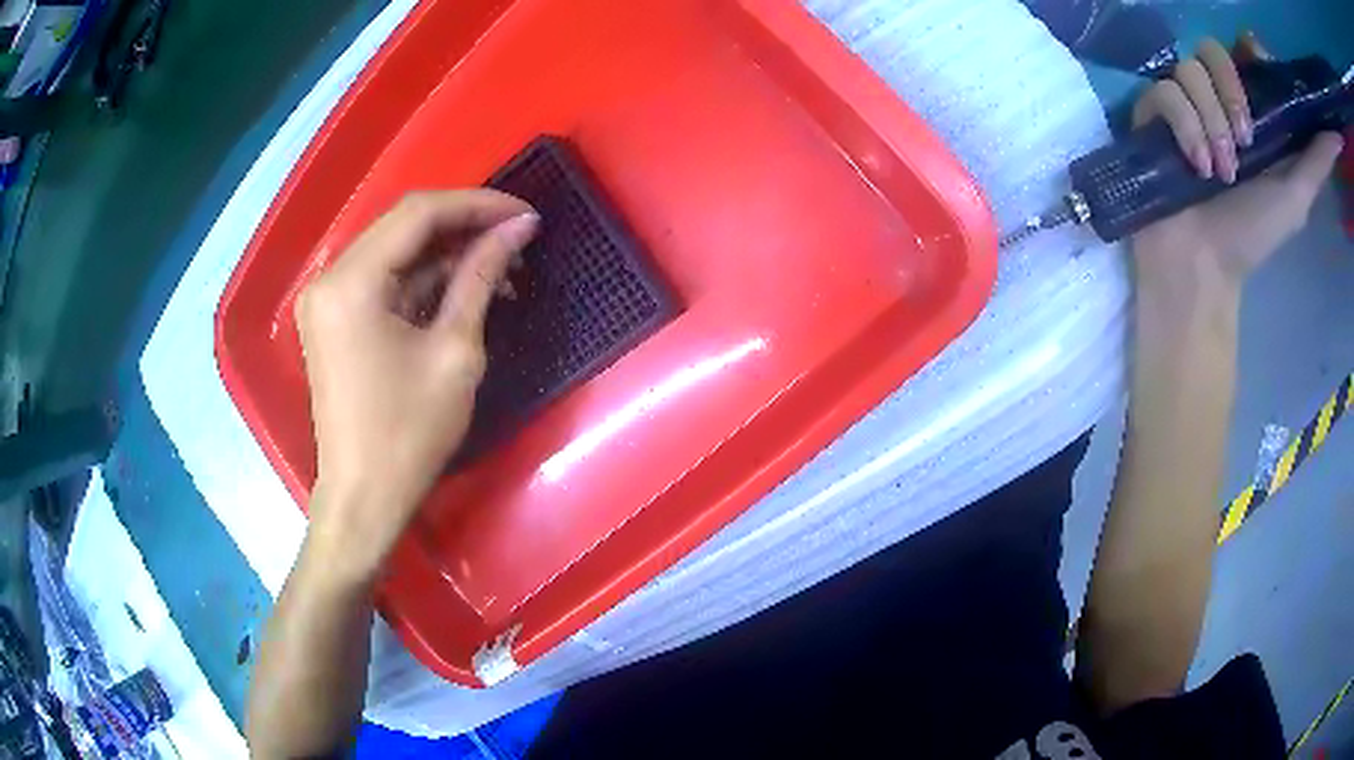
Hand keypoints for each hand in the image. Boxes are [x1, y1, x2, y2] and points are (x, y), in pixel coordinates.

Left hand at [296, 190, 538, 566]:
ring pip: (396, 252)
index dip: (477, 205)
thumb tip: (518, 228)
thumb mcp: (455, 351)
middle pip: (404, 226)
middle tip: (517, 240)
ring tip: (501, 271)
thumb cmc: (409, 434)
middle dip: (465, 227)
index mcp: (352, 282)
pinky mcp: (334, 319)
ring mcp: (328, 299)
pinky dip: (424, 281)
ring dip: (447, 255)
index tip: (525, 215)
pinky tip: (464, 291)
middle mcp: (330, 278)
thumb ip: (481, 276)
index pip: (419, 213)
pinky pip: (383, 281)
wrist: (364, 498)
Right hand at [1132, 34, 1344, 302]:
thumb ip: (1320, 158)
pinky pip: (1165, 93)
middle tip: (1246, 143)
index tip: (1256, 65)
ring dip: (1211, 123)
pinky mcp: (1152, 112)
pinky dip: (1184, 129)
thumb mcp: (1300, 192)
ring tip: (1219, 171)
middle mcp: (1215, 95)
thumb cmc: (1254, 232)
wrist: (1203, 266)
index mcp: (1248, 107)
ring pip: (1188, 72)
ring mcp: (1182, 101)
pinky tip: (1194, 166)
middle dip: (1231, 93)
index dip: (1247, 51)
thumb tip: (1329, 138)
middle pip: (1211, 49)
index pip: (1242, 51)